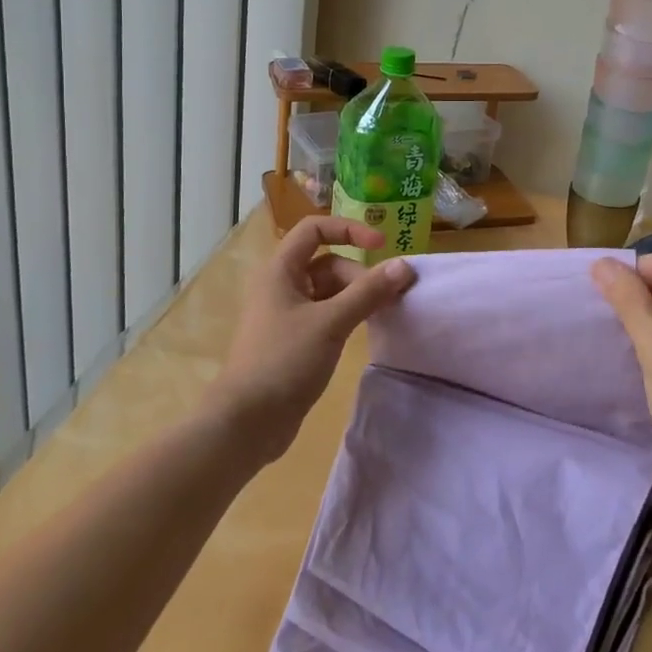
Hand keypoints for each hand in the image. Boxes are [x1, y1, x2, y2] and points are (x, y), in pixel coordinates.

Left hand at [208, 217, 416, 463]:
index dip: (349, 229)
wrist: (247, 422)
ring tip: (381, 315)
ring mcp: (287, 314)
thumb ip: (368, 292)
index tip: (381, 245)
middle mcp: (281, 285)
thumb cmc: (284, 361)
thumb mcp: (331, 323)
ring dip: (356, 297)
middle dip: (359, 276)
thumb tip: (404, 266)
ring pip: (329, 290)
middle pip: (328, 262)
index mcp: (281, 270)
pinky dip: (346, 316)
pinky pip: (326, 314)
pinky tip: (363, 331)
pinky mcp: (293, 339)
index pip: (314, 229)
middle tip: (387, 299)